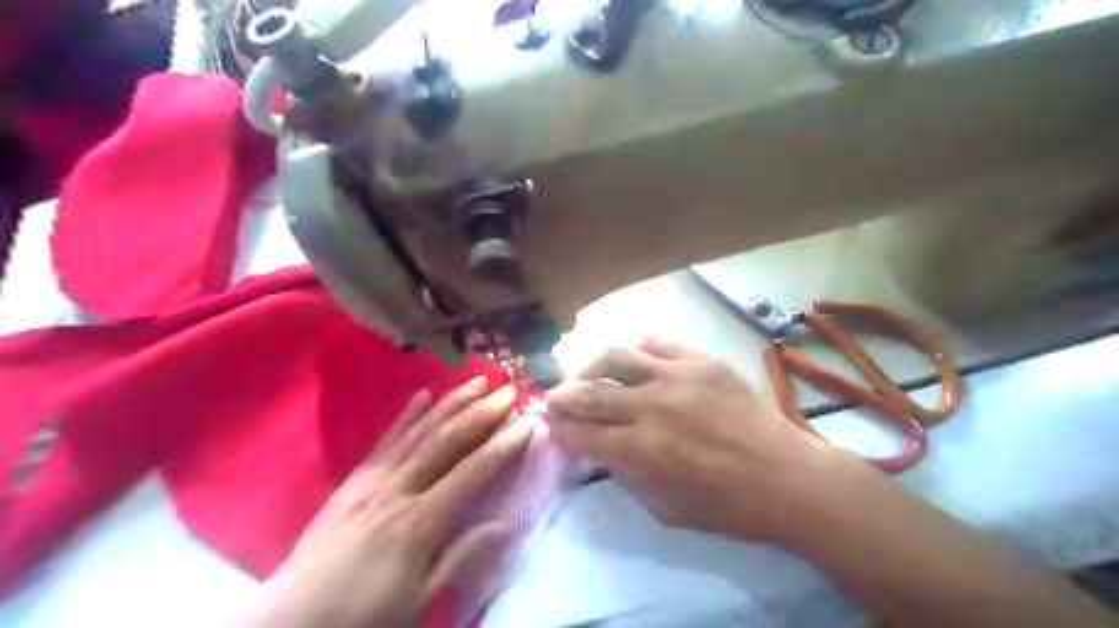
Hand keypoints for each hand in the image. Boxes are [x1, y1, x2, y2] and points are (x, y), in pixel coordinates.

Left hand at [249, 375, 530, 627]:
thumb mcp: (419, 599)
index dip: (502, 446)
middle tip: (507, 389)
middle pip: (447, 441)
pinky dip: (406, 415)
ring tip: (476, 381)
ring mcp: (373, 479)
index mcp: (419, 521)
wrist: (293, 620)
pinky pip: (385, 439)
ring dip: (450, 403)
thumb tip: (504, 524)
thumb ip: (460, 556)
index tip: (526, 423)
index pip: (471, 472)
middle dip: (481, 413)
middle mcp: (398, 489)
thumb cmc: (364, 614)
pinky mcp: (354, 478)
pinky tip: (423, 394)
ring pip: (419, 431)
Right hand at [542, 336, 838, 542]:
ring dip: (588, 366)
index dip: (560, 430)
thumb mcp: (666, 509)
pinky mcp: (700, 360)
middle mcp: (651, 407)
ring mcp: (676, 376)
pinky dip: (633, 349)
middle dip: (561, 398)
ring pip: (614, 357)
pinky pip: (655, 342)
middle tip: (551, 399)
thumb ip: (627, 476)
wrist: (787, 476)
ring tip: (583, 375)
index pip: (582, 434)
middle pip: (589, 394)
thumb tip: (603, 448)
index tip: (551, 427)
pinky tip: (630, 360)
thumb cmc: (728, 505)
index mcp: (642, 451)